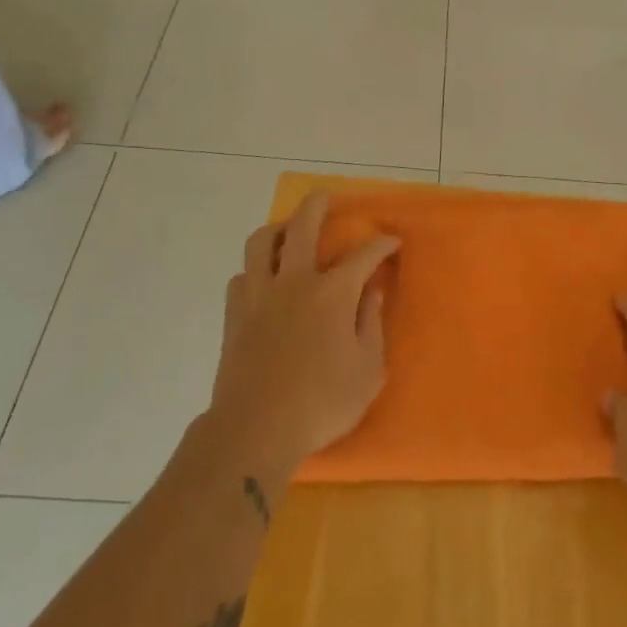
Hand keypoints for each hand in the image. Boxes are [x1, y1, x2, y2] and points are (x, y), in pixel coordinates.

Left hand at [204, 192, 398, 489]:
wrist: (255, 429)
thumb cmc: (321, 403)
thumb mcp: (367, 370)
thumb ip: (371, 323)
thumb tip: (372, 291)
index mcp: (332, 293)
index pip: (364, 255)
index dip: (382, 244)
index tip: (392, 242)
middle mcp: (294, 281)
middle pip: (303, 225)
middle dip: (318, 204)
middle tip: (327, 198)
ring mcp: (259, 295)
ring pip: (261, 241)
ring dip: (278, 229)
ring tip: (289, 233)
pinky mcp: (234, 314)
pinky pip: (241, 276)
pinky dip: (255, 271)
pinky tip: (264, 282)